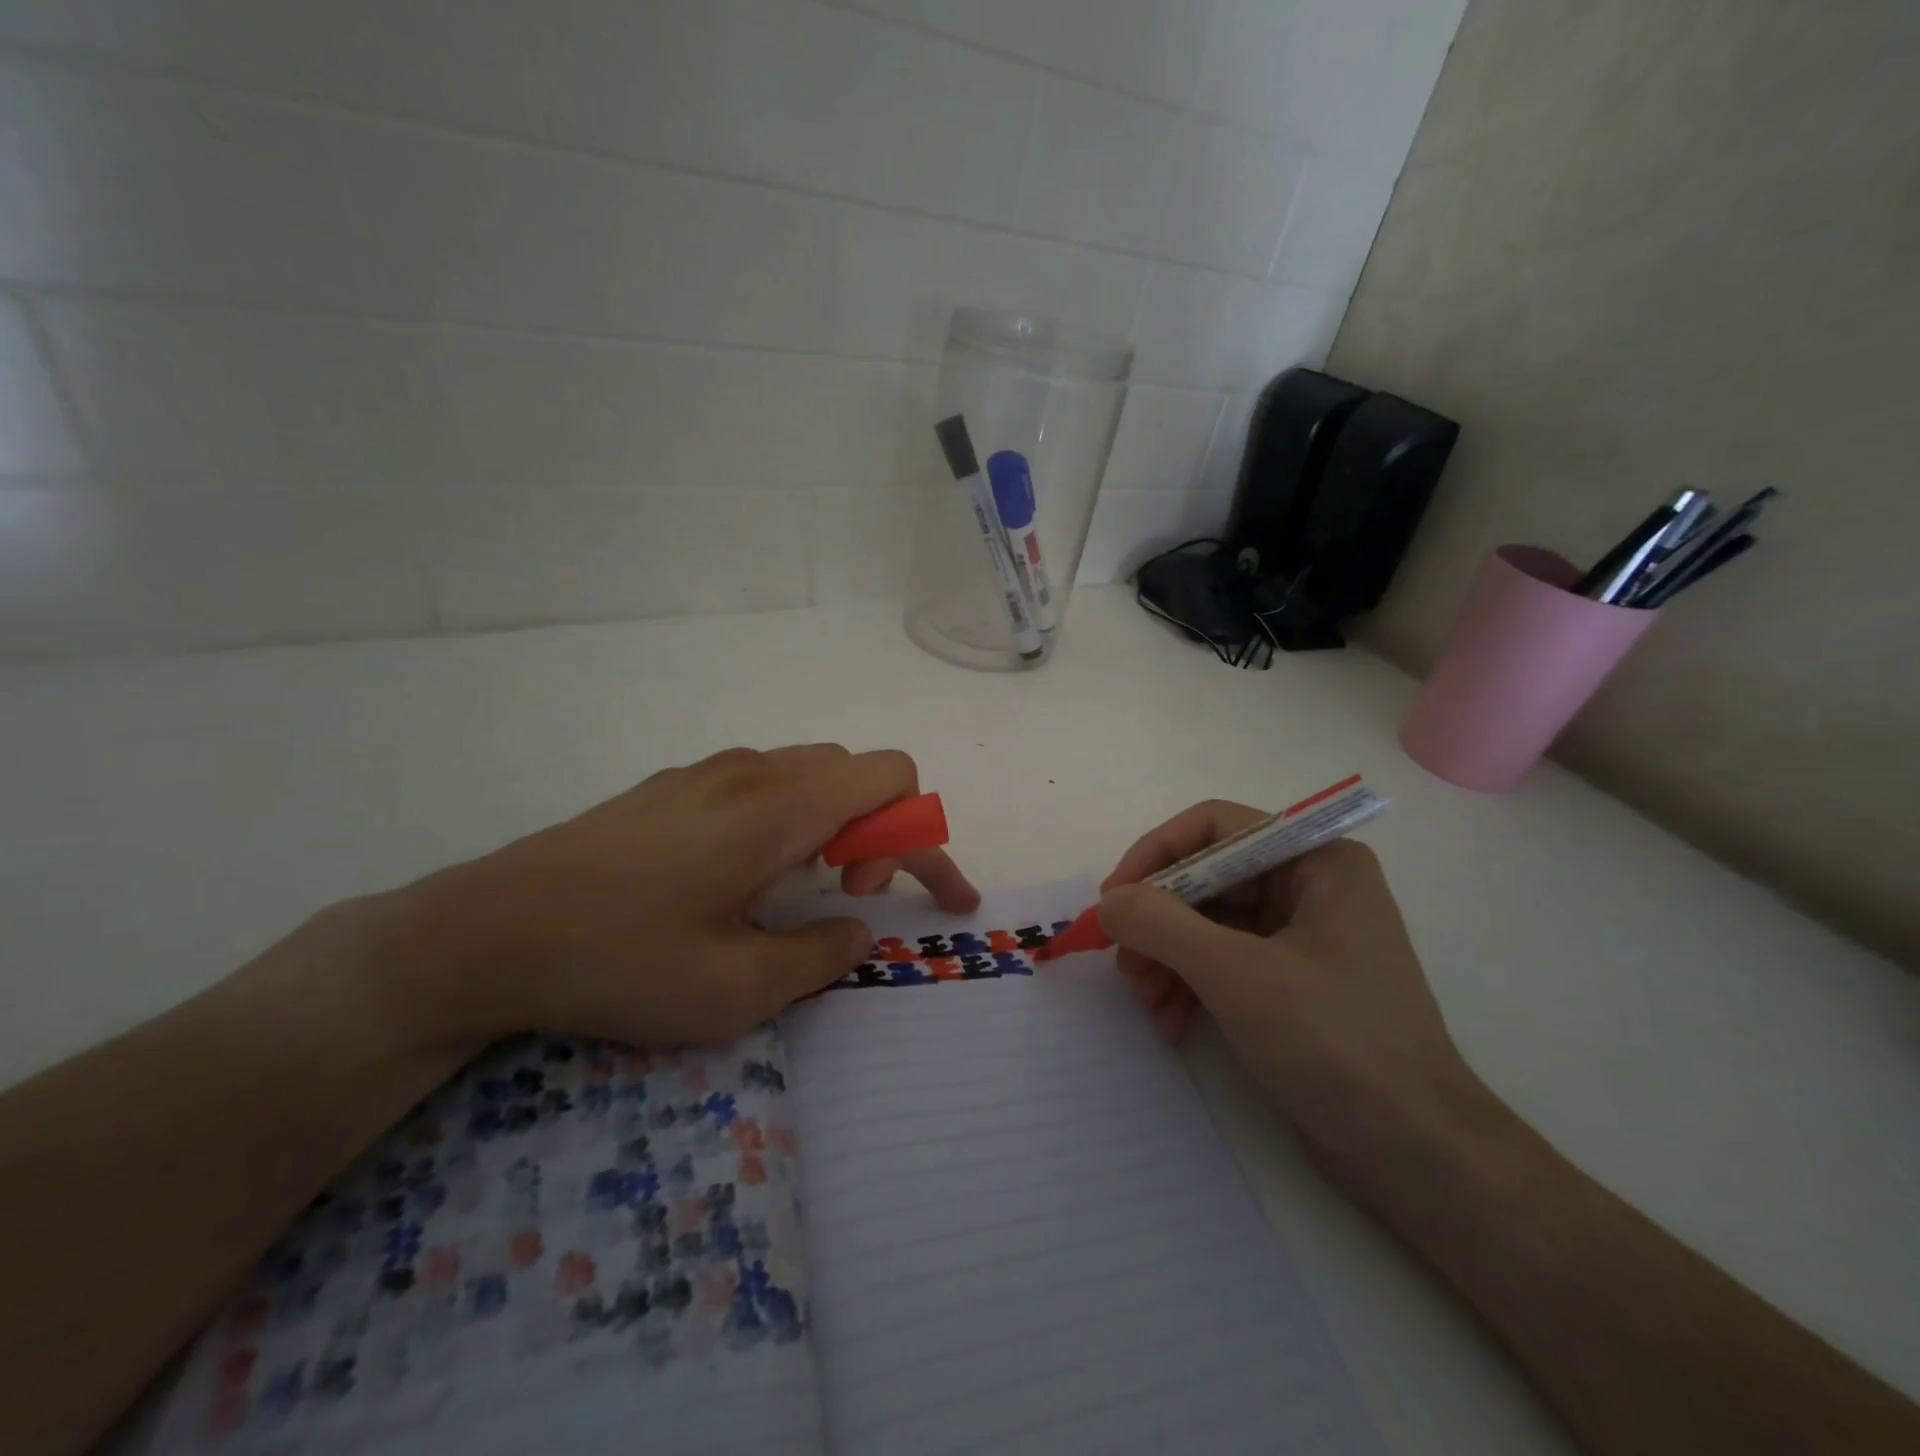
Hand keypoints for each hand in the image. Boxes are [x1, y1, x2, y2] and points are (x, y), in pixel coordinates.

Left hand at [386, 745, 978, 1047]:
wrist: (486, 932)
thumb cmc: (620, 962)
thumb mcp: (736, 990)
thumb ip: (820, 955)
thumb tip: (857, 930)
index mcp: (779, 809)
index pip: (893, 781)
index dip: (929, 836)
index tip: (930, 899)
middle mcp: (753, 771)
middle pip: (858, 771)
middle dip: (883, 831)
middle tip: (852, 894)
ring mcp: (709, 772)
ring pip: (811, 772)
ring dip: (838, 821)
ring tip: (803, 884)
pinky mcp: (675, 785)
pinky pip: (764, 780)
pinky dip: (793, 815)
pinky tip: (744, 872)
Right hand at [1097, 801, 1476, 1155]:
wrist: (1416, 1154)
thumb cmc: (1334, 1042)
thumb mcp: (1235, 974)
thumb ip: (1160, 924)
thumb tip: (1108, 902)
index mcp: (1316, 861)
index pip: (1214, 827)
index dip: (1155, 854)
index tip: (1112, 898)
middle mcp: (1310, 887)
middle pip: (1207, 878)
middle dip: (1158, 920)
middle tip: (1122, 960)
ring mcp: (1302, 937)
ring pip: (1208, 923)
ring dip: (1167, 957)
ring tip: (1145, 1001)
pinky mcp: (1291, 983)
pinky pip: (1223, 962)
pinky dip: (1190, 985)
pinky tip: (1170, 1022)